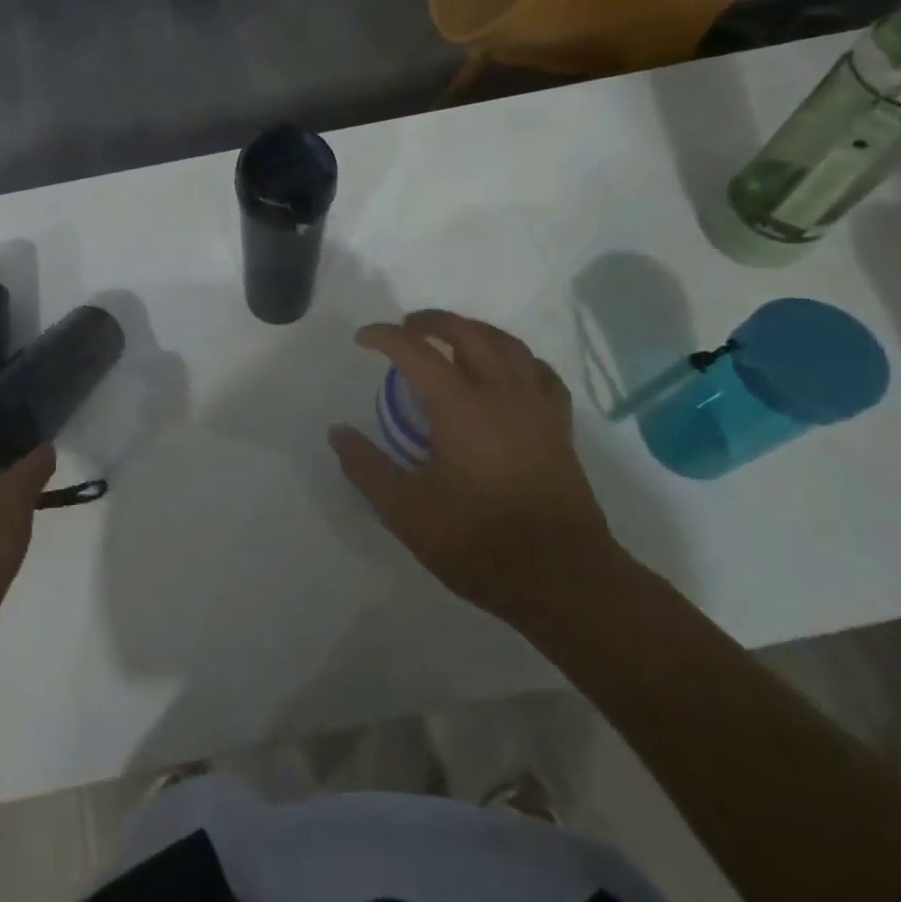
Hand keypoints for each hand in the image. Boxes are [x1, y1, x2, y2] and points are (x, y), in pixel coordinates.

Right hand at [329, 309, 619, 619]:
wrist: (562, 579)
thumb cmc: (478, 541)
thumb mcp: (404, 510)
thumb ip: (365, 467)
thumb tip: (338, 432)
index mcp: (460, 406)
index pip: (415, 351)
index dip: (385, 337)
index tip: (363, 339)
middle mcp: (501, 393)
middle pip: (468, 333)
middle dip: (433, 321)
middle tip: (407, 327)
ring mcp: (536, 407)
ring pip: (508, 345)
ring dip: (475, 331)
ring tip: (453, 339)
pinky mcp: (558, 427)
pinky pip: (539, 373)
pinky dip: (516, 359)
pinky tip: (507, 372)